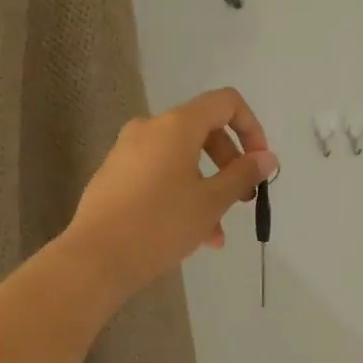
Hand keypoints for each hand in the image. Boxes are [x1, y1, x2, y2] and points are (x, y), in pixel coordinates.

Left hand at [66, 88, 278, 304]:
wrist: (95, 259)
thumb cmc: (161, 224)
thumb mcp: (211, 201)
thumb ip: (243, 174)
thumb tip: (267, 158)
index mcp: (176, 125)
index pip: (225, 103)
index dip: (252, 128)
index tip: (259, 164)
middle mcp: (149, 128)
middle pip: (203, 131)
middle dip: (229, 164)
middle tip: (244, 200)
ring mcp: (127, 151)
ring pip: (181, 159)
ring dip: (206, 188)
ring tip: (216, 233)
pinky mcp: (114, 175)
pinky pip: (159, 174)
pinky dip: (180, 194)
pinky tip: (190, 234)